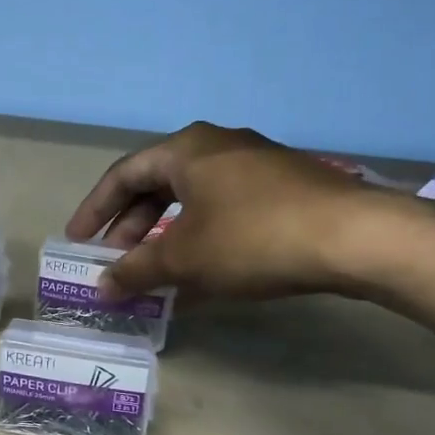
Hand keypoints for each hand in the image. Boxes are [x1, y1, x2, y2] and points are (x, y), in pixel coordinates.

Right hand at [64, 122, 402, 301]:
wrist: (356, 238)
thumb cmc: (253, 238)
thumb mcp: (184, 258)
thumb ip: (136, 271)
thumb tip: (101, 288)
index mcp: (186, 149)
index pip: (123, 175)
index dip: (95, 211)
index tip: (78, 243)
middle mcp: (218, 146)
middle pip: (158, 186)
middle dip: (131, 228)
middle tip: (116, 262)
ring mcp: (256, 165)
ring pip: (193, 201)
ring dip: (166, 237)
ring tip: (155, 273)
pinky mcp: (285, 188)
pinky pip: (225, 210)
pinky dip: (202, 239)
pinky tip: (202, 274)